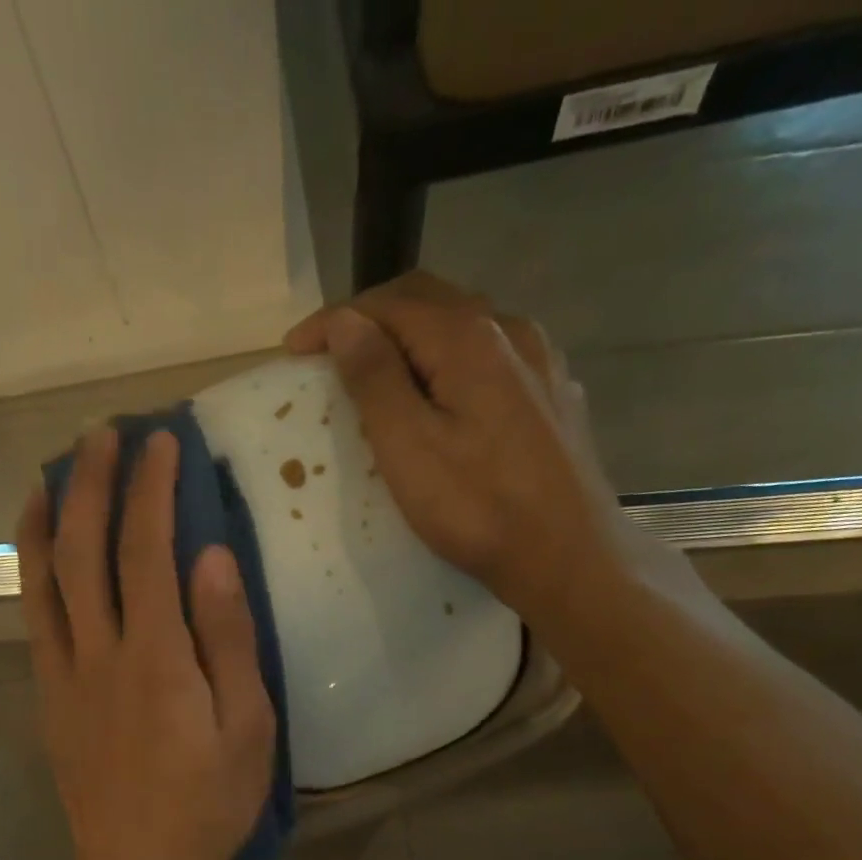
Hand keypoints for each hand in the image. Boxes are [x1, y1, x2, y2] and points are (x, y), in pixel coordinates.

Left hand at [18, 429, 275, 859]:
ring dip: (45, 517)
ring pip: (43, 580)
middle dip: (92, 482)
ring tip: (50, 472)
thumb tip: (212, 558)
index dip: (152, 489)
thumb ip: (230, 640)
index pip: (148, 550)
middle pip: (83, 549)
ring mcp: (64, 676)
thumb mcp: (247, 728)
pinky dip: (31, 573)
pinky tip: (38, 551)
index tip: (161, 443)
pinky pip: (35, 621)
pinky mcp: (49, 699)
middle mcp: (100, 654)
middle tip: (103, 434)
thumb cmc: (208, 805)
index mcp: (157, 658)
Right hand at [286, 271, 636, 628]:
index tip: (293, 350)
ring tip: (381, 371)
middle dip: (373, 319)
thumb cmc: (478, 509)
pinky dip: (451, 362)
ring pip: (465, 327)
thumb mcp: (409, 447)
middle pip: (430, 301)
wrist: (568, 556)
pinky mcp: (554, 395)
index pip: (388, 305)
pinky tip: (446, 393)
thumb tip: (346, 322)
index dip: (335, 320)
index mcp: (469, 338)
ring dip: (414, 338)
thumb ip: (374, 378)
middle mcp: (510, 331)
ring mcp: (541, 361)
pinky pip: (493, 358)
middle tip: (331, 353)